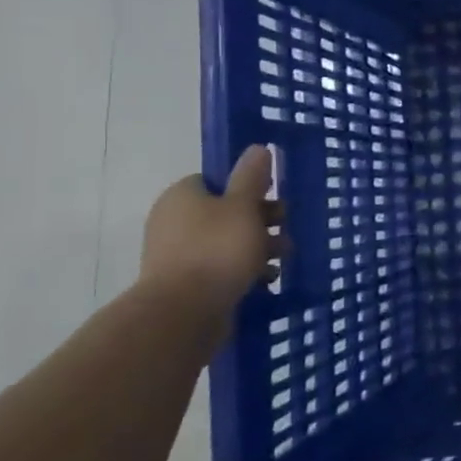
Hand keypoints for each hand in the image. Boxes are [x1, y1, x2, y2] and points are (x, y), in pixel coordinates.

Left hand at [139, 145, 285, 318]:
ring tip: (283, 257)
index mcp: (183, 196)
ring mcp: (178, 254)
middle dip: (261, 220)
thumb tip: (257, 148)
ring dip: (258, 246)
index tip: (273, 199)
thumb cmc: (217, 249)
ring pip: (227, 241)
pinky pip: (221, 267)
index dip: (248, 188)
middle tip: (285, 228)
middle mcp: (175, 221)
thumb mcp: (243, 207)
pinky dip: (244, 269)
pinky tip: (266, 279)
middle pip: (226, 211)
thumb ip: (252, 177)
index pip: (218, 181)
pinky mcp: (186, 282)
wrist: (184, 312)